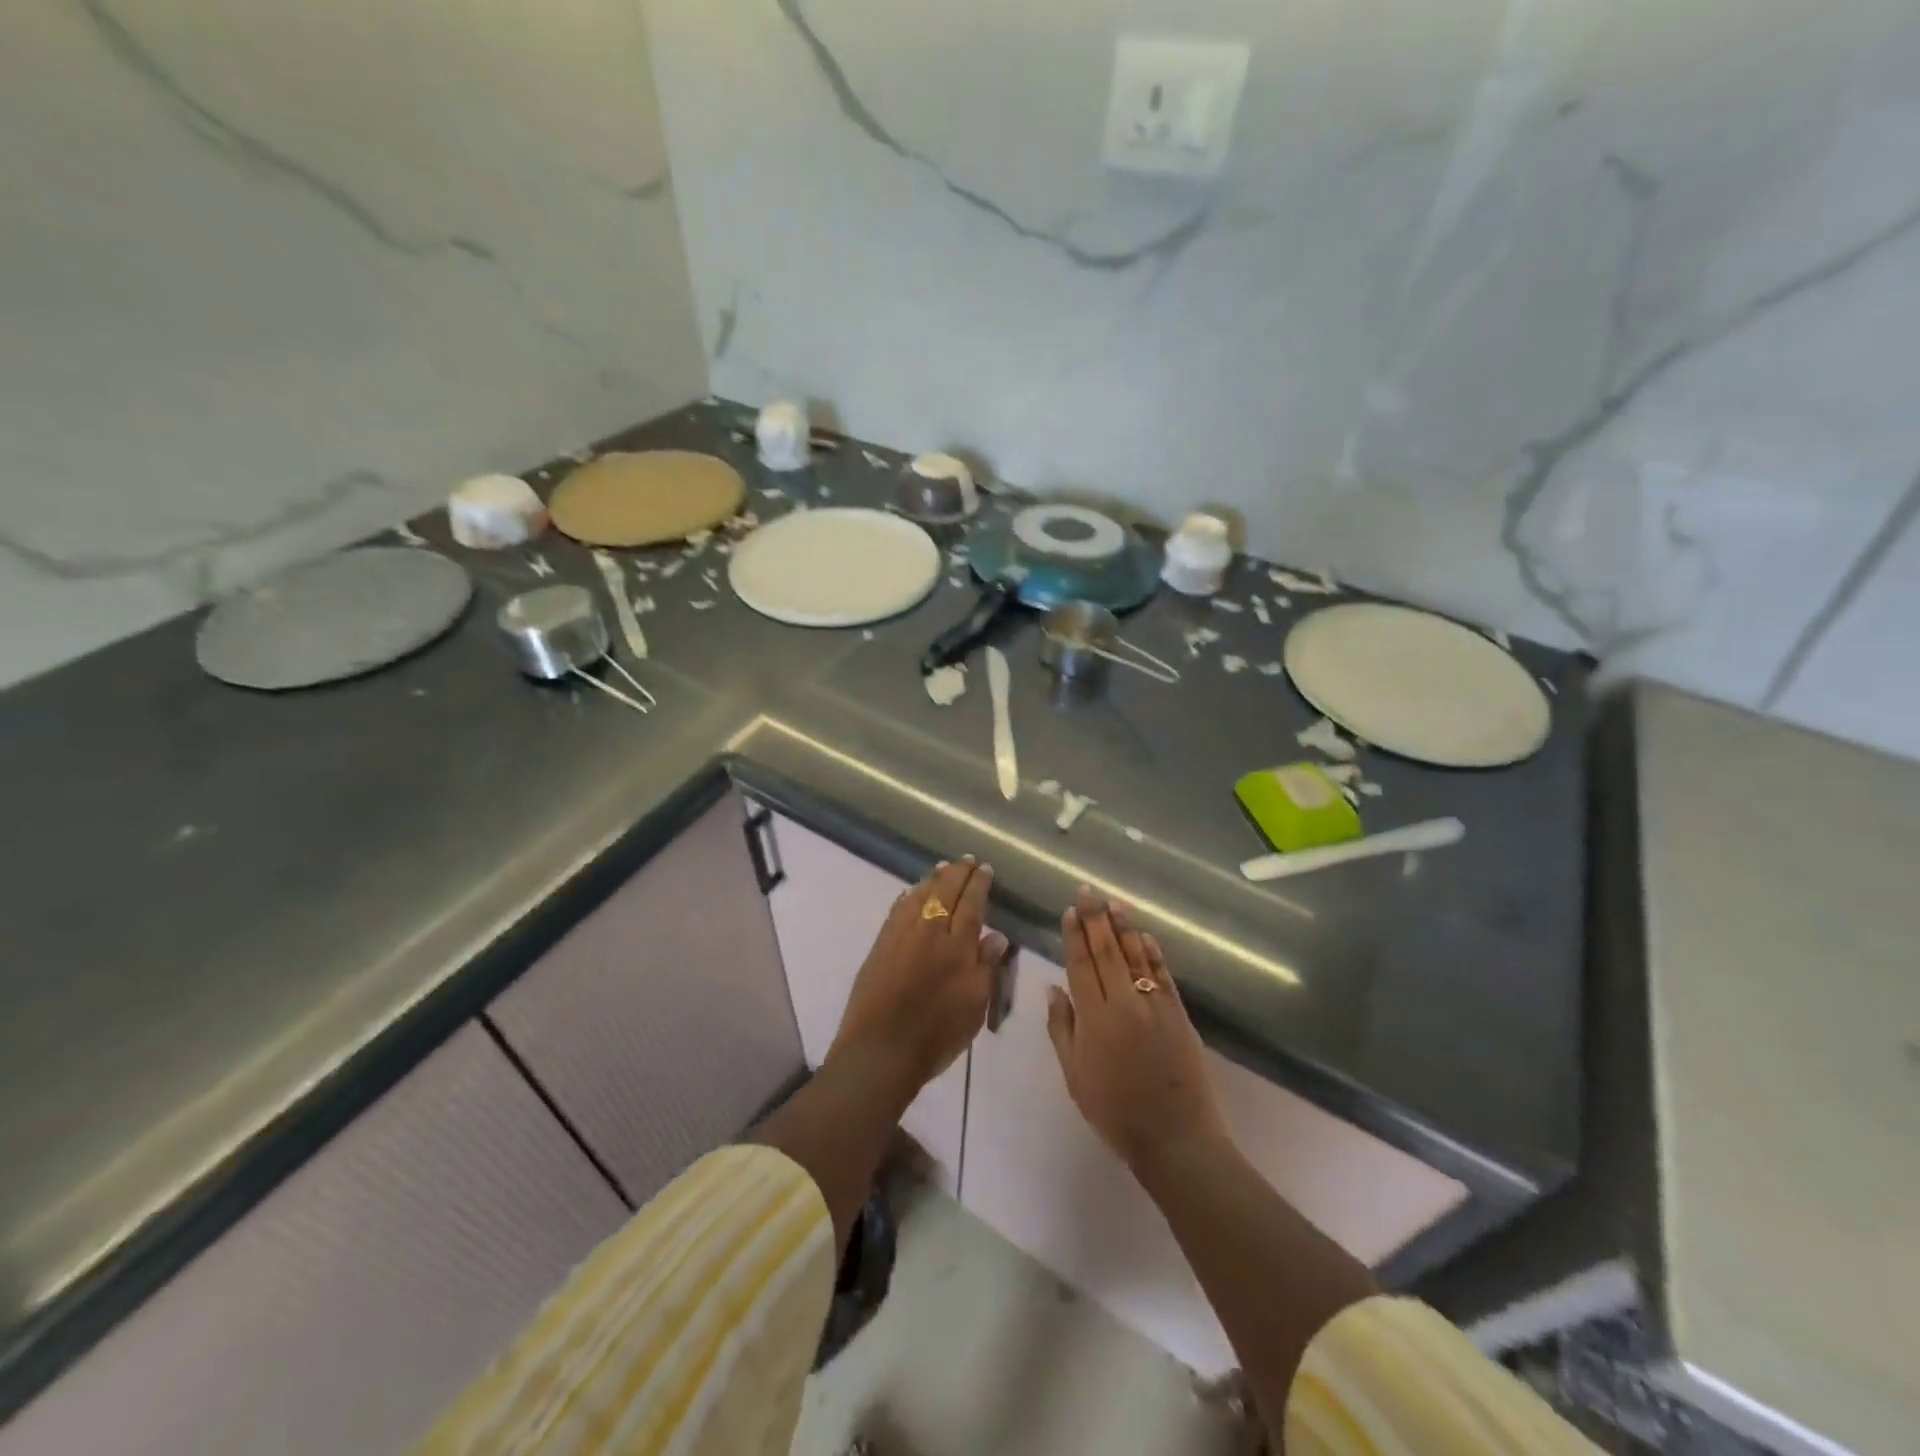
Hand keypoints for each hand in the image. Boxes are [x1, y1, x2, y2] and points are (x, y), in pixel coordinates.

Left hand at [828, 857, 1005, 1104]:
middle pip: (944, 891)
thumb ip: (986, 966)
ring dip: (933, 879)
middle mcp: (928, 931)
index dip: (979, 884)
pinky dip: (908, 896)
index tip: (985, 868)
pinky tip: (911, 893)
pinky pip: (897, 909)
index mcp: (956, 945)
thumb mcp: (975, 1005)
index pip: (971, 903)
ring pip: (918, 895)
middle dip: (958, 872)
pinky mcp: (880, 945)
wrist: (880, 1050)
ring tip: (942, 868)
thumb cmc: (937, 1034)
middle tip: (967, 859)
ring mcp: (900, 935)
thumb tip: (996, 934)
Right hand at [1046, 889, 1227, 1172]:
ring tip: (1113, 902)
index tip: (1070, 911)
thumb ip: (1062, 1028)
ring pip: (1135, 956)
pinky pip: (1163, 974)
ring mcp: (1155, 1005)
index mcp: (1095, 1018)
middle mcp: (1124, 1003)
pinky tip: (1143, 935)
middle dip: (1095, 918)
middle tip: (1087, 891)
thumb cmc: (1115, 1112)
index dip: (1074, 936)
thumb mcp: (1075, 1076)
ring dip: (1123, 927)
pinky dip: (1152, 952)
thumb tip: (1054, 988)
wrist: (1175, 1137)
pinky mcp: (1178, 1013)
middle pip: (1107, 951)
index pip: (1081, 965)